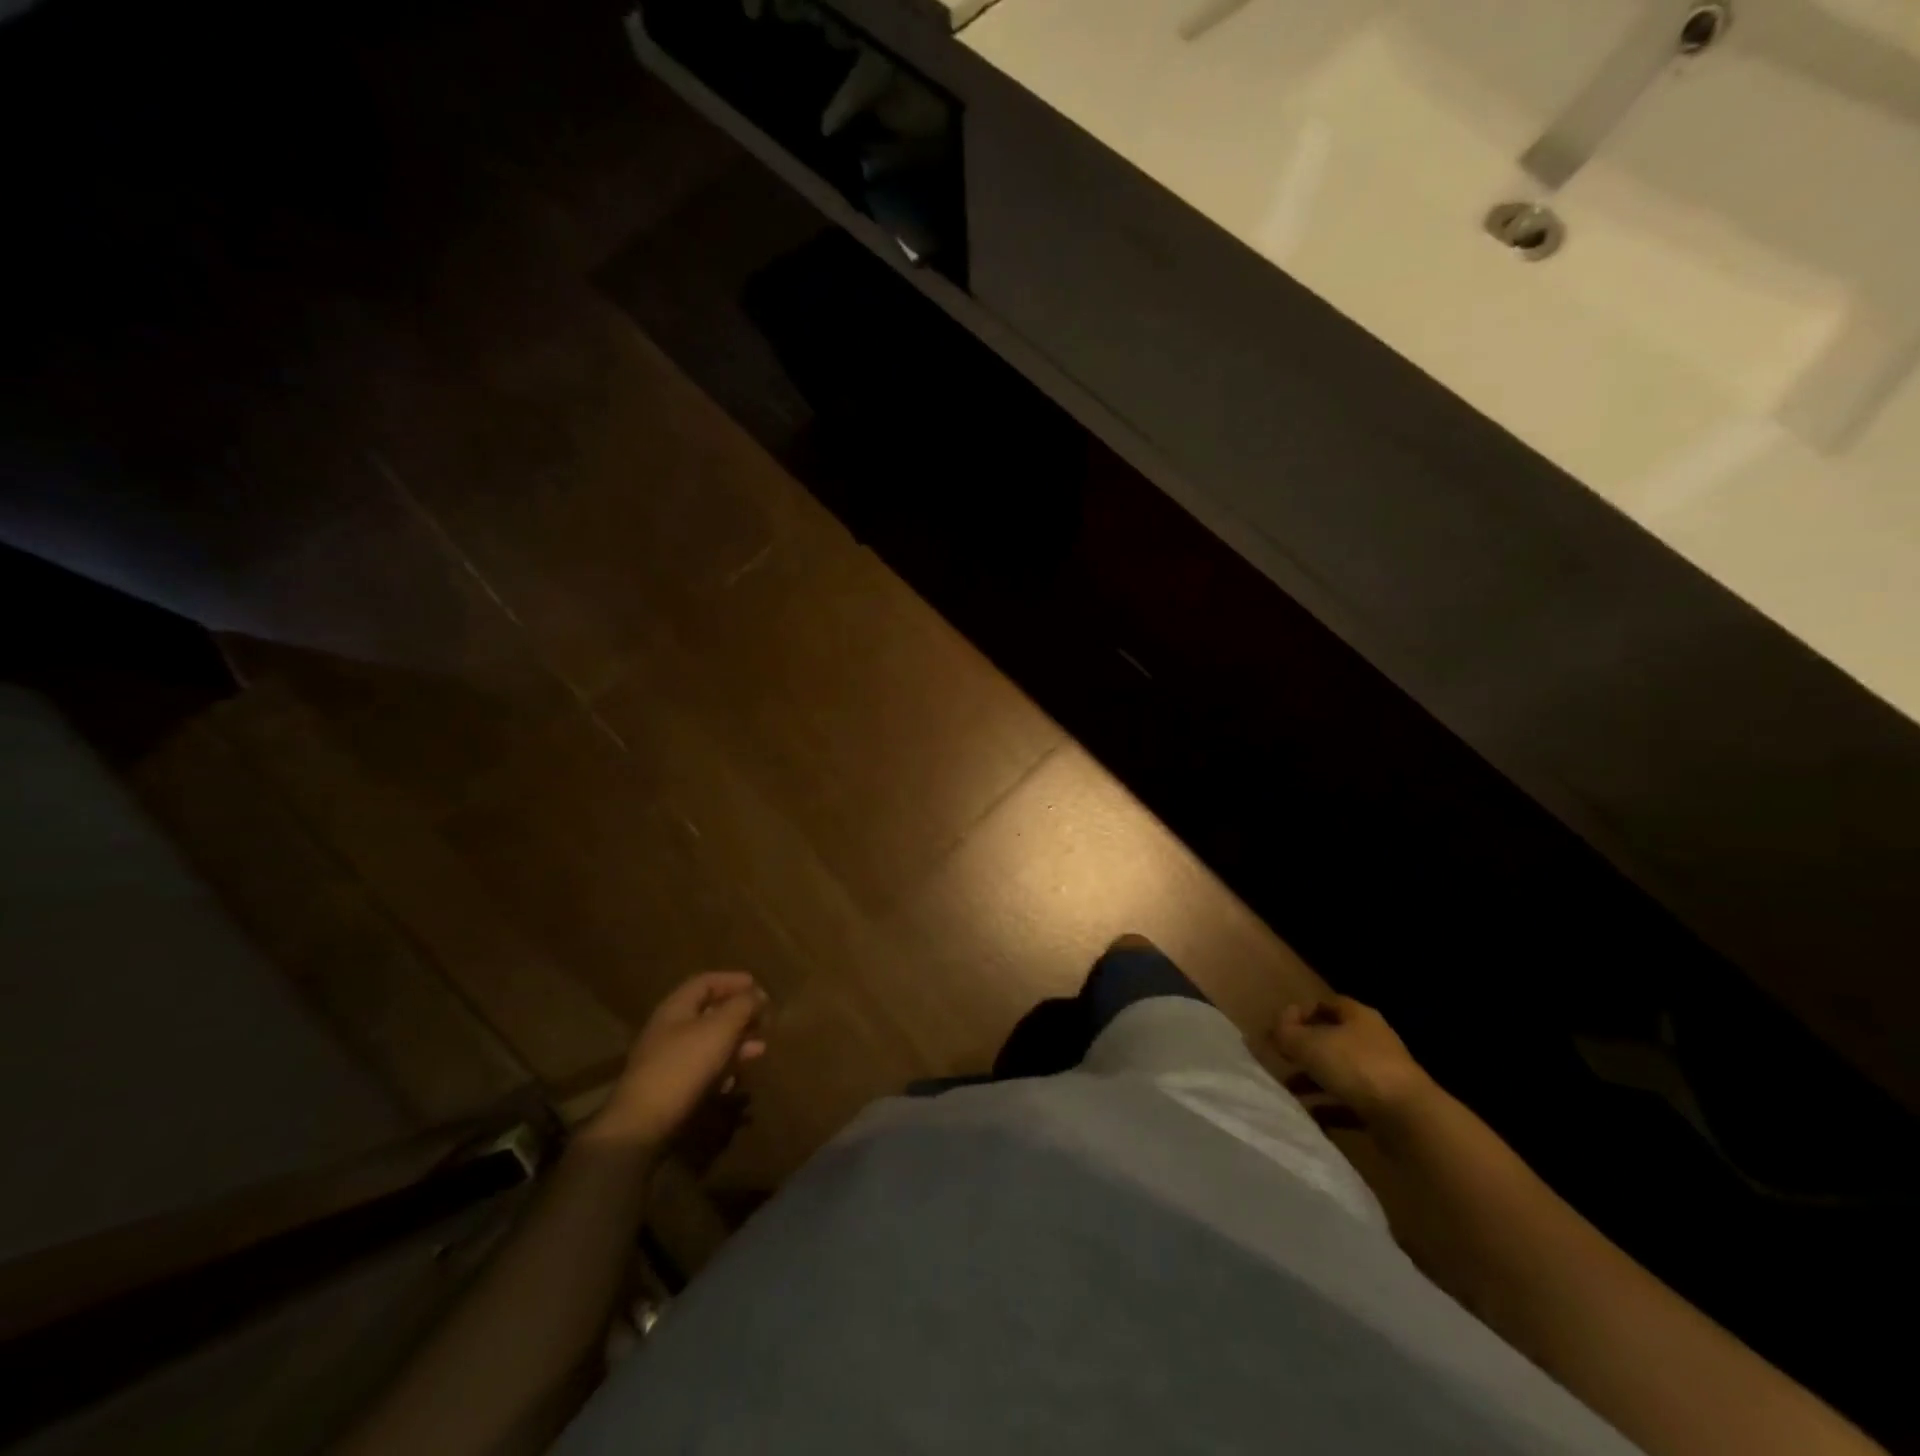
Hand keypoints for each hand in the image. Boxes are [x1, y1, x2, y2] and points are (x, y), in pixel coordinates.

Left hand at [588, 972, 768, 1149]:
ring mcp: (668, 1061)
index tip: (759, 987)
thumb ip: (742, 1006)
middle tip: (764, 1020)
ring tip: (760, 1049)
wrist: (642, 1126)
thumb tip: (758, 995)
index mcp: (675, 1008)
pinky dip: (723, 1068)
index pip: (705, 982)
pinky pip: (702, 1070)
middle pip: (708, 1012)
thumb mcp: (720, 1029)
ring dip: (735, 1043)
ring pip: (708, 1043)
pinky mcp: (670, 1089)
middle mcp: (669, 1030)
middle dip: (739, 1014)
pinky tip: (737, 1079)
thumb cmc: (683, 1066)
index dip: (733, 980)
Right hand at [1271, 995, 1433, 1128]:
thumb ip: (1286, 1033)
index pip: (1326, 1004)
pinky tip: (1311, 1116)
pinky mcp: (1386, 1108)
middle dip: (1305, 1051)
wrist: (1409, 1119)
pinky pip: (1350, 1104)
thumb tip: (1275, 1029)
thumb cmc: (1356, 1067)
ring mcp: (1382, 1076)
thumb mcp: (1309, 1044)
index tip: (1279, 1029)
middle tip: (1281, 1060)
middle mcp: (1372, 1042)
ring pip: (1339, 1074)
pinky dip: (1329, 1109)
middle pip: (1332, 1040)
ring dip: (1313, 1082)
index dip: (1301, 1013)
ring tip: (1290, 1092)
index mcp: (1358, 1017)